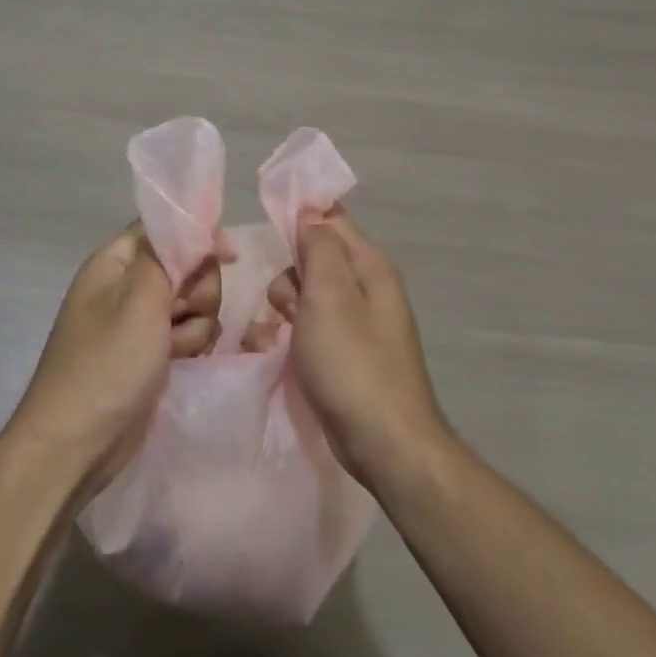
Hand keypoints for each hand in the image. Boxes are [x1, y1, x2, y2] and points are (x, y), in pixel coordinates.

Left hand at [7, 224, 221, 492]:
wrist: (76, 443)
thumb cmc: (106, 365)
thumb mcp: (139, 300)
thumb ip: (169, 256)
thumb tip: (196, 227)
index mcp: (114, 262)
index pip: (164, 229)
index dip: (197, 237)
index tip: (228, 257)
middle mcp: (126, 286)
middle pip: (185, 265)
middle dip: (196, 290)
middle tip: (180, 313)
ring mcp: (138, 322)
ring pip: (192, 302)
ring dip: (196, 323)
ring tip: (177, 349)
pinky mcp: (151, 353)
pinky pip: (187, 333)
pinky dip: (190, 345)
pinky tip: (181, 363)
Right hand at [267, 207, 451, 489]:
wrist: (384, 443)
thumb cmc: (352, 362)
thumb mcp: (330, 295)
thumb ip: (319, 247)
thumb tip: (311, 212)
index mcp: (369, 265)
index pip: (330, 218)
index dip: (299, 220)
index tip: (271, 237)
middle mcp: (366, 288)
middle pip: (313, 259)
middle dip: (290, 278)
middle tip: (288, 308)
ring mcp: (356, 323)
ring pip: (306, 295)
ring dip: (283, 310)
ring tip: (278, 338)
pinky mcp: (344, 353)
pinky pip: (309, 328)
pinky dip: (290, 336)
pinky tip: (276, 353)